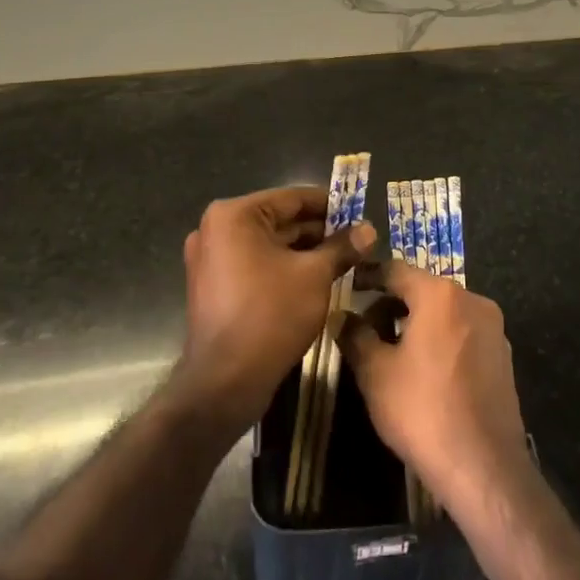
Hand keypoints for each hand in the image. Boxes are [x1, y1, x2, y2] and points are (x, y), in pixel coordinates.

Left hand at [177, 186, 373, 434]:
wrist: (226, 382)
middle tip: (356, 240)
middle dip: (319, 232)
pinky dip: (283, 269)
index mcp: (234, 215)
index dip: (330, 205)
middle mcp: (216, 230)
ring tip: (343, 260)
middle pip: (279, 221)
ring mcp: (211, 259)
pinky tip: (315, 280)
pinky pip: (255, 265)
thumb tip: (368, 230)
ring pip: (269, 246)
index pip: (292, 198)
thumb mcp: (315, 275)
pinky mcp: (214, 287)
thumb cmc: (271, 314)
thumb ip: (342, 247)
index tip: (359, 213)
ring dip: (304, 252)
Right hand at [338, 264, 529, 507]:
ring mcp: (493, 328)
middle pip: (423, 289)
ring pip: (445, 312)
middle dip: (392, 303)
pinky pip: (463, 333)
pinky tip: (425, 371)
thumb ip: (355, 336)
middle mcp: (472, 299)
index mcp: (440, 294)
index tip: (349, 286)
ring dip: (417, 322)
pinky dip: (441, 340)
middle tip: (366, 327)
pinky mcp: (503, 356)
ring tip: (392, 351)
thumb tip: (342, 316)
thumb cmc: (422, 411)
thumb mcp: (375, 373)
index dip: (368, 277)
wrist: (484, 468)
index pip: (395, 270)